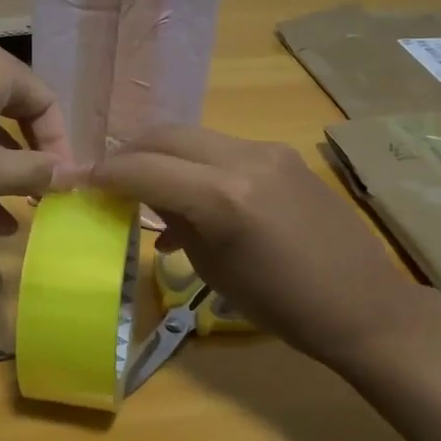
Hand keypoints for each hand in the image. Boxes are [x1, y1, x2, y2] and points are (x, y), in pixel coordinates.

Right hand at [88, 126, 432, 357]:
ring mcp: (266, 151)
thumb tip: (150, 199)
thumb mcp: (214, 268)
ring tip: (147, 187)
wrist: (363, 305)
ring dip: (161, 154)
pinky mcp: (282, 154)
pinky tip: (193, 194)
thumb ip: (176, 222)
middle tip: (108, 178)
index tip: (77, 181)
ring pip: (193, 135)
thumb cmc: (283, 305)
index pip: (143, 168)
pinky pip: (222, 147)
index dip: (103, 173)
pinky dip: (194, 162)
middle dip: (129, 153)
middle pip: (165, 135)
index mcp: (222, 197)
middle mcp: (243, 159)